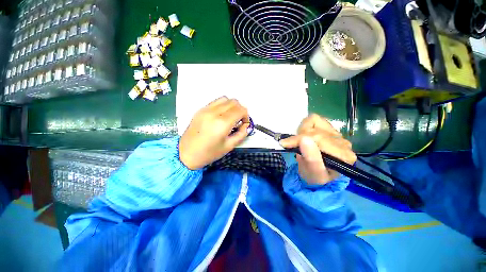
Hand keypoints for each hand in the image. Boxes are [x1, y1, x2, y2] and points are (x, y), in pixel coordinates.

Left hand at [179, 97, 249, 169]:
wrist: (186, 154)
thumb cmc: (209, 153)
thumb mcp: (229, 146)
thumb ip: (241, 134)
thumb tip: (246, 125)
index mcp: (222, 123)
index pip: (240, 110)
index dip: (246, 115)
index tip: (244, 123)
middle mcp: (214, 113)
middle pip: (234, 102)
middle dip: (240, 110)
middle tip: (239, 120)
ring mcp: (206, 109)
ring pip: (225, 99)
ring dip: (232, 106)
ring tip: (230, 117)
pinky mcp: (200, 110)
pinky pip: (216, 102)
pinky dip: (223, 105)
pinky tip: (221, 115)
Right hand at [280, 114, 355, 184]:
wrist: (317, 174)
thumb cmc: (314, 176)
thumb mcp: (313, 174)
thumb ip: (311, 158)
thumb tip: (304, 139)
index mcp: (343, 155)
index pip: (318, 139)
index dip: (299, 140)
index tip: (285, 144)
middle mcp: (344, 142)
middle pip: (316, 130)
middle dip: (299, 137)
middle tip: (290, 145)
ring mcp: (337, 134)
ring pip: (315, 121)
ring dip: (302, 131)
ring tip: (300, 142)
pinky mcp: (330, 128)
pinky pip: (315, 118)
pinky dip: (306, 125)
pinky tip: (305, 135)